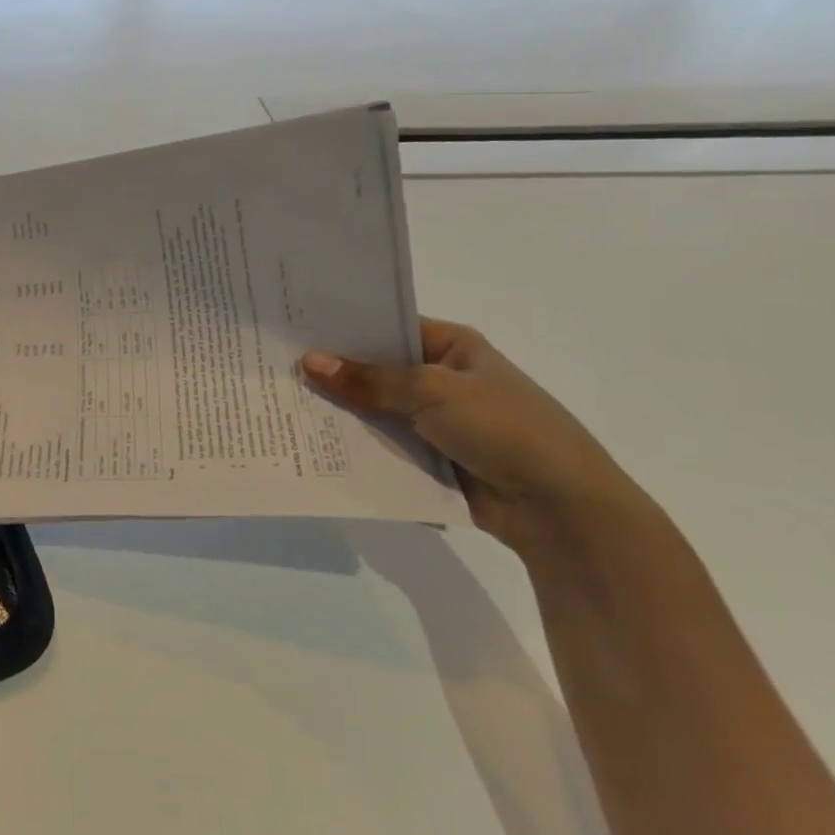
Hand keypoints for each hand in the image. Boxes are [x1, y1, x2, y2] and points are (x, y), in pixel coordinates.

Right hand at [301, 318, 652, 552]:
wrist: (560, 508)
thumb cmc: (504, 429)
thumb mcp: (432, 392)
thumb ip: (368, 380)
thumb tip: (309, 361)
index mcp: (452, 347)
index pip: (386, 326)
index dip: (343, 327)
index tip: (292, 327)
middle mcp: (441, 378)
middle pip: (375, 369)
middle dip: (333, 372)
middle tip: (274, 366)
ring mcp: (434, 420)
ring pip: (374, 409)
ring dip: (339, 411)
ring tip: (281, 404)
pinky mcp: (429, 457)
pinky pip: (382, 444)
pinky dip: (354, 444)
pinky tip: (310, 441)